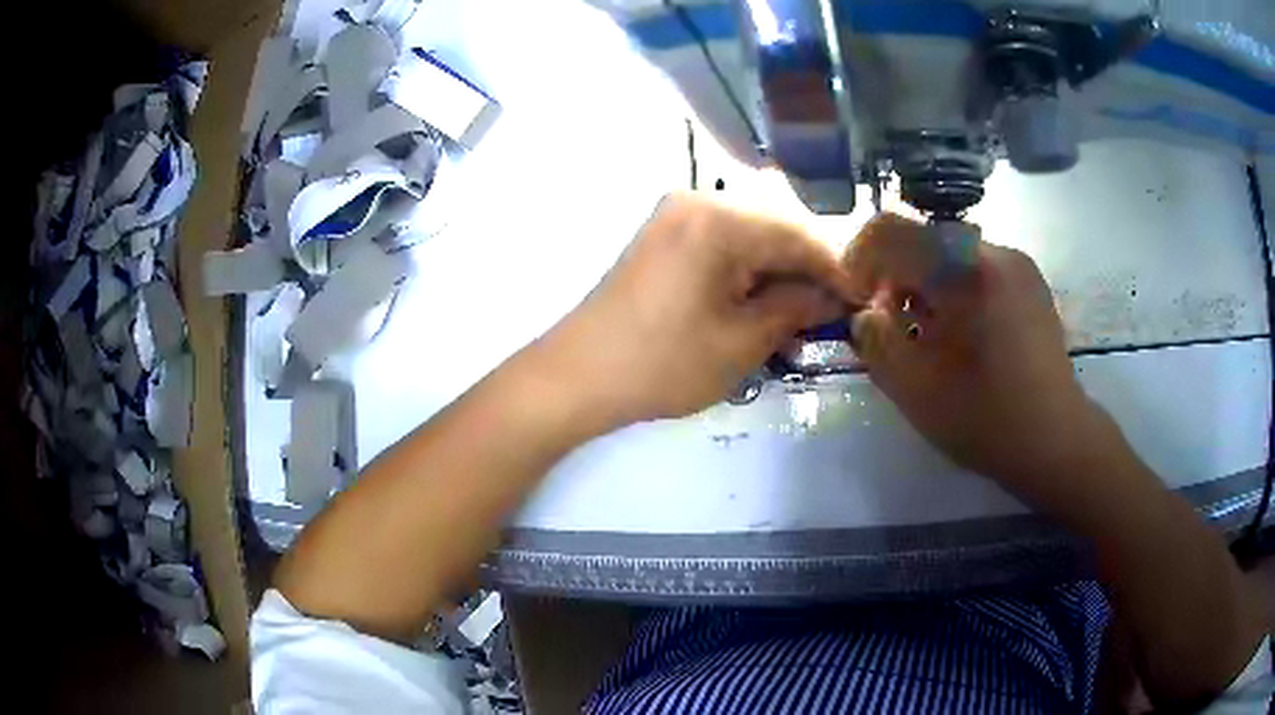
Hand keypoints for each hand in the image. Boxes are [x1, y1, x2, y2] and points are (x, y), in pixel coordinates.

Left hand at [534, 192, 854, 426]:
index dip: (837, 270)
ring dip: (777, 276)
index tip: (863, 301)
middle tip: (831, 316)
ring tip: (798, 321)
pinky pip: (721, 246)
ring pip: (750, 239)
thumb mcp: (742, 342)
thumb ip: (795, 309)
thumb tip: (832, 297)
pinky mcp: (662, 237)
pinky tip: (760, 307)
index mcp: (720, 219)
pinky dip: (746, 274)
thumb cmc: (662, 363)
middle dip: (806, 273)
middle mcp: (698, 201)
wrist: (576, 376)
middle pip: (775, 231)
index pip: (799, 236)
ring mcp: (675, 216)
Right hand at [843, 214, 1111, 500]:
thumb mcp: (915, 389)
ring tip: (927, 336)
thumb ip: (875, 341)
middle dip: (895, 279)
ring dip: (926, 287)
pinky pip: (977, 270)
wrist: (1057, 440)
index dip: (860, 262)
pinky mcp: (1029, 283)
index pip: (891, 231)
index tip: (858, 304)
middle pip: (922, 241)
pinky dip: (955, 292)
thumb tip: (865, 312)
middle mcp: (994, 250)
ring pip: (950, 255)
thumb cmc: (986, 419)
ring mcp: (1017, 264)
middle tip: (890, 327)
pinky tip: (960, 336)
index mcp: (965, 268)